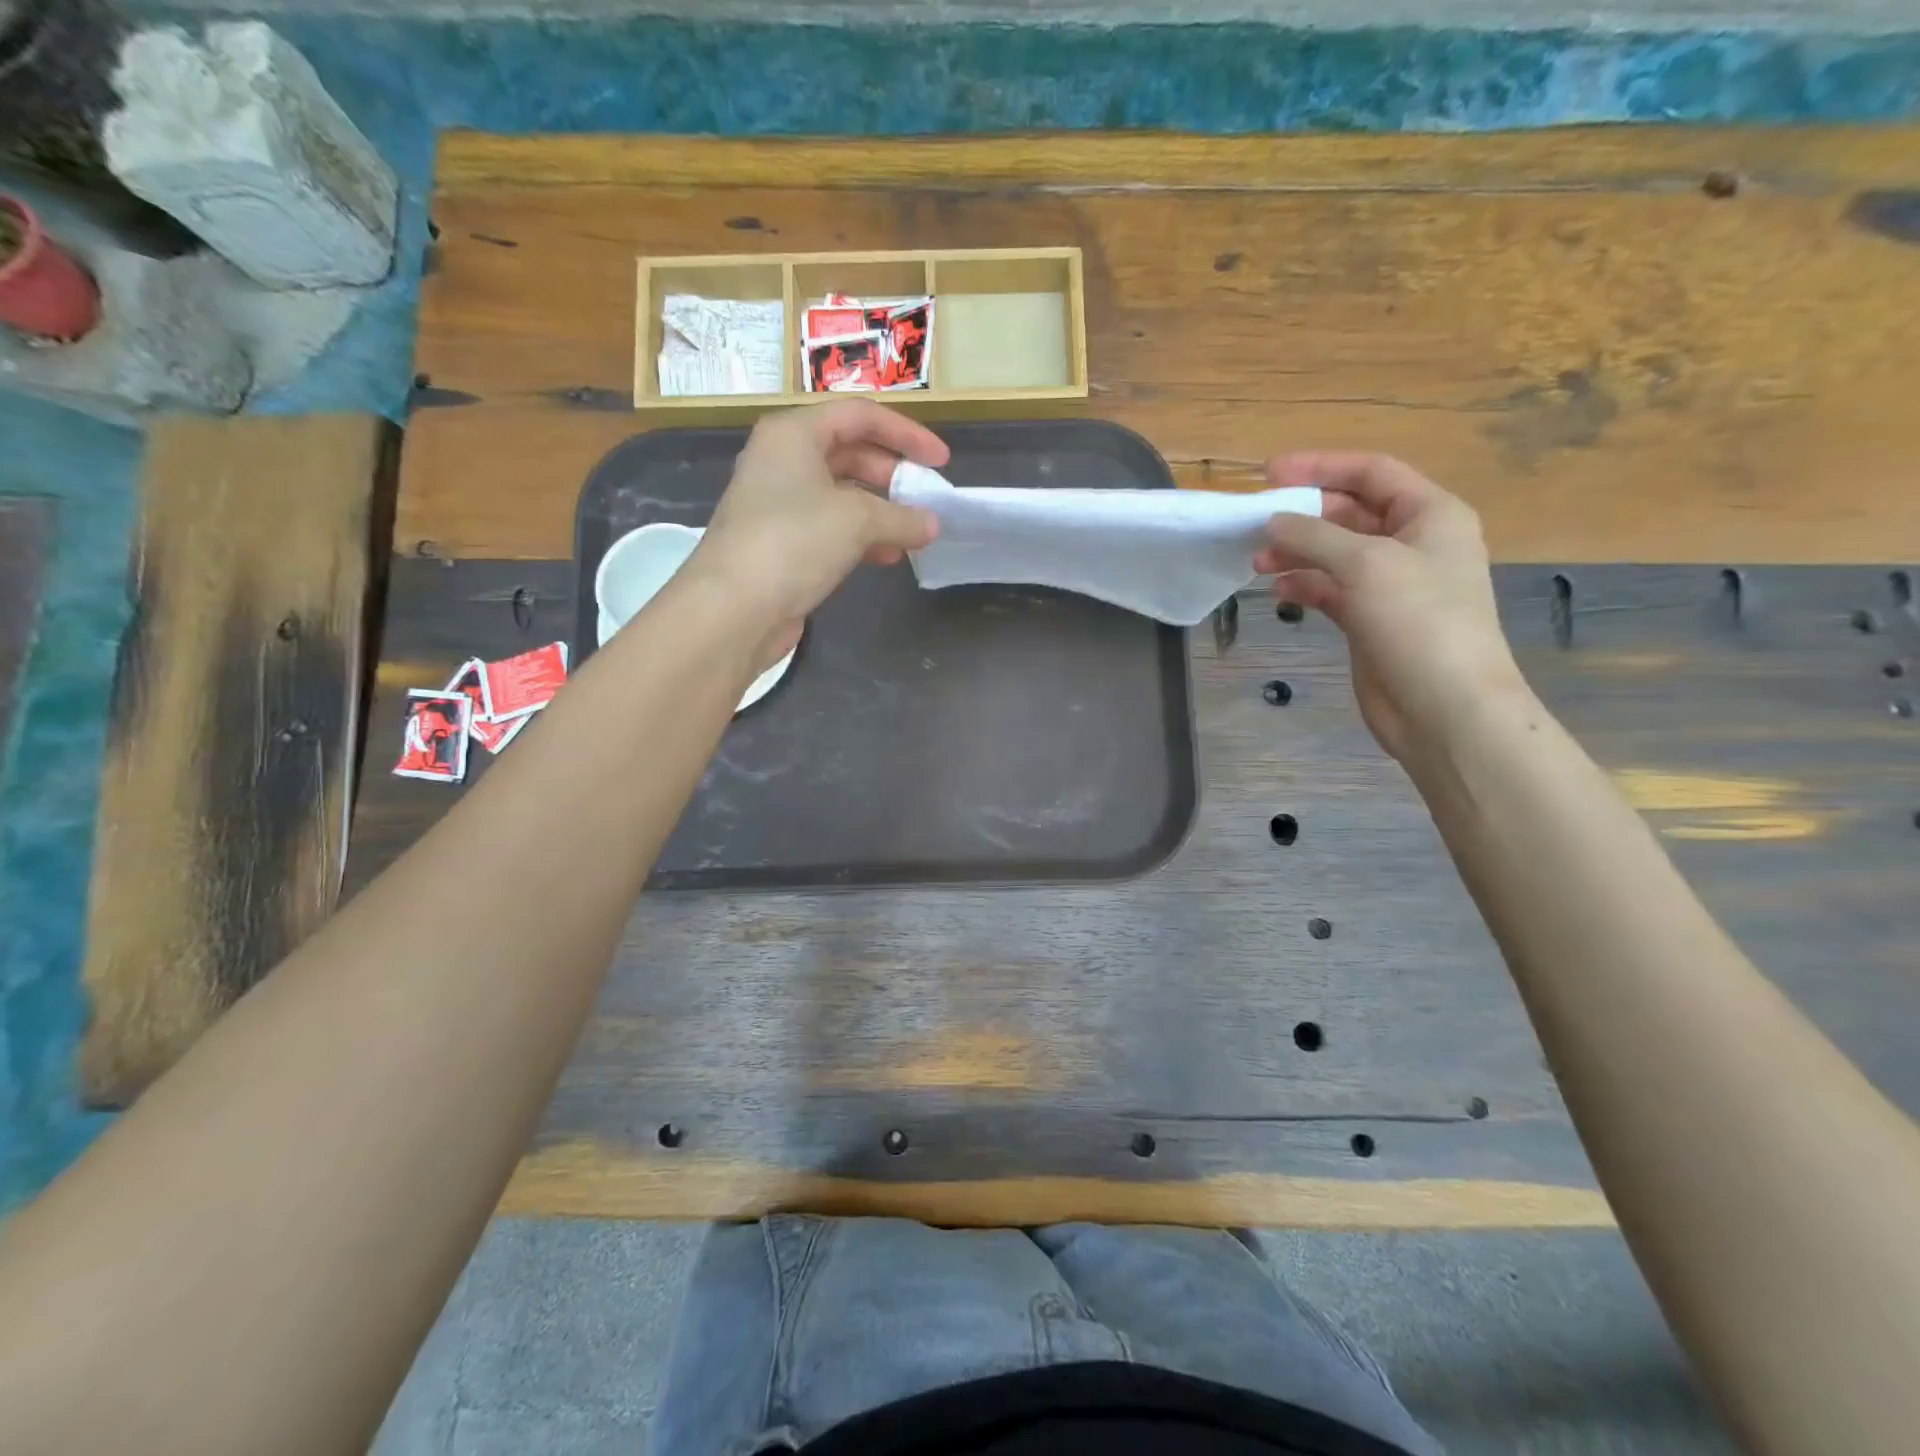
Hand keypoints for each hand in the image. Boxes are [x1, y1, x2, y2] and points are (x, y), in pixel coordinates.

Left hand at [690, 400, 947, 634]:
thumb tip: (932, 524)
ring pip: (841, 494)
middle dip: (892, 474)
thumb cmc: (793, 542)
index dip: (906, 434)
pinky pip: (830, 528)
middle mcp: (782, 460)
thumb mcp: (857, 521)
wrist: (734, 608)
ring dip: (880, 511)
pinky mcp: (780, 543)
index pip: (860, 416)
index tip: (941, 461)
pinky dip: (861, 538)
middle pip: (849, 452)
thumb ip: (902, 517)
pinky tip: (887, 557)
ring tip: (913, 532)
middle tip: (925, 497)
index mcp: (794, 434)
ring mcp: (778, 503)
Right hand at [1254, 453, 1527, 763]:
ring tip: (1257, 561)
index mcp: (1430, 514)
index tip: (1269, 473)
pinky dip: (1304, 585)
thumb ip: (1314, 536)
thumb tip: (1272, 522)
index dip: (1321, 467)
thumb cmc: (1418, 622)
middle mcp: (1413, 543)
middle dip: (1303, 515)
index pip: (1372, 473)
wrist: (1444, 706)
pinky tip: (1278, 591)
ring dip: (1297, 552)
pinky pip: (1331, 589)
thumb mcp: (1366, 564)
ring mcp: (1391, 584)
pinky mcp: (1370, 619)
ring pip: (1335, 553)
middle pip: (1350, 512)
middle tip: (1256, 521)